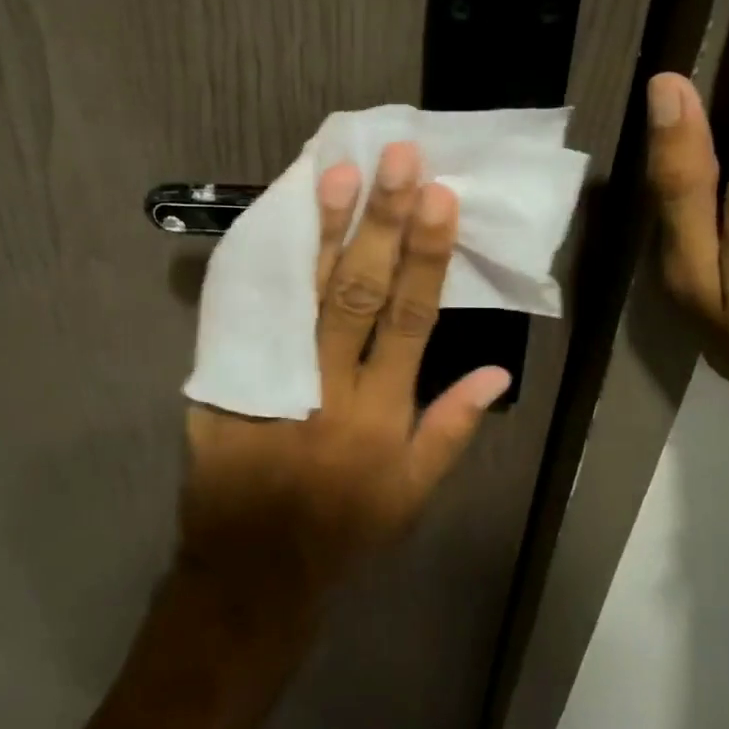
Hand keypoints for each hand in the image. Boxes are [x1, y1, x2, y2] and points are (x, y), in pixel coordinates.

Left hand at [178, 142, 510, 622]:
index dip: (428, 256)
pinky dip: (263, 269)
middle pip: (359, 292)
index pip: (412, 319)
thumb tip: (498, 372)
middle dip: (381, 223)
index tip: (440, 197)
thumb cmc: (344, 531)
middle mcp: (333, 385)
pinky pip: (249, 316)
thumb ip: (452, 429)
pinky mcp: (230, 382)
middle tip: (396, 160)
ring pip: (302, 294)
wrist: (253, 569)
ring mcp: (277, 380)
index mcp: (382, 412)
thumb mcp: (412, 494)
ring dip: (321, 231)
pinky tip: (274, 224)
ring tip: (336, 174)